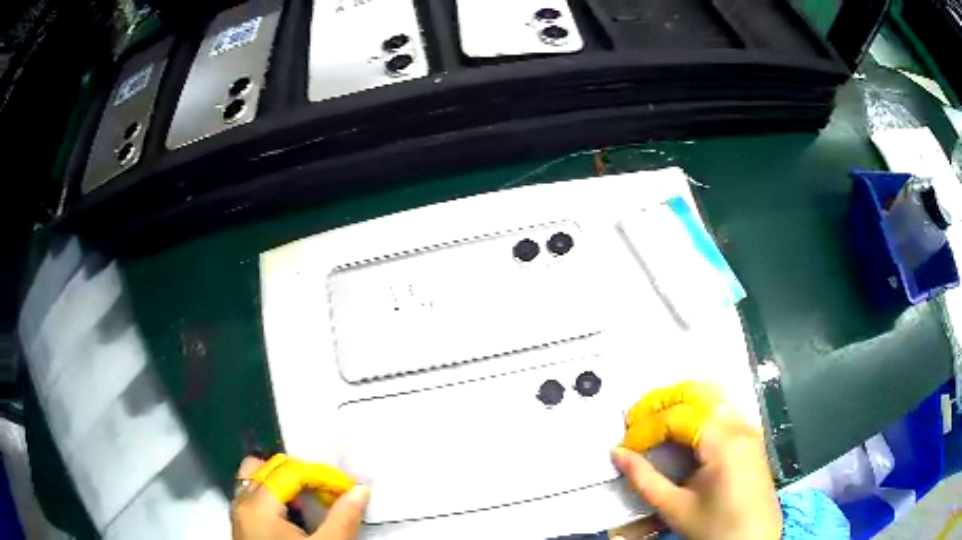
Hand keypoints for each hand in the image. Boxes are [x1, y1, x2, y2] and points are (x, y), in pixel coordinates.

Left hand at [231, 456, 369, 539]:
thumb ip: (343, 518)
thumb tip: (362, 489)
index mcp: (257, 504)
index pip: (290, 471)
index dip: (322, 475)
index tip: (348, 488)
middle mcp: (241, 501)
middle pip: (267, 467)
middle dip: (301, 474)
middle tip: (328, 492)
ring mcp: (239, 512)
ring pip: (257, 479)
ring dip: (286, 484)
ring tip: (312, 501)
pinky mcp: (243, 523)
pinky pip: (255, 495)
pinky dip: (276, 496)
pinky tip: (296, 514)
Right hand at [612, 381, 781, 539]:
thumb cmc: (715, 527)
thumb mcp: (675, 508)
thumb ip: (644, 480)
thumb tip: (617, 454)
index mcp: (723, 442)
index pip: (678, 417)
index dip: (647, 427)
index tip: (626, 446)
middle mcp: (739, 426)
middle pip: (698, 393)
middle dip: (662, 401)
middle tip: (636, 419)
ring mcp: (748, 429)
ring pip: (713, 396)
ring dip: (681, 402)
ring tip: (655, 420)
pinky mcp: (750, 437)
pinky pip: (723, 409)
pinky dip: (699, 410)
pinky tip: (684, 428)